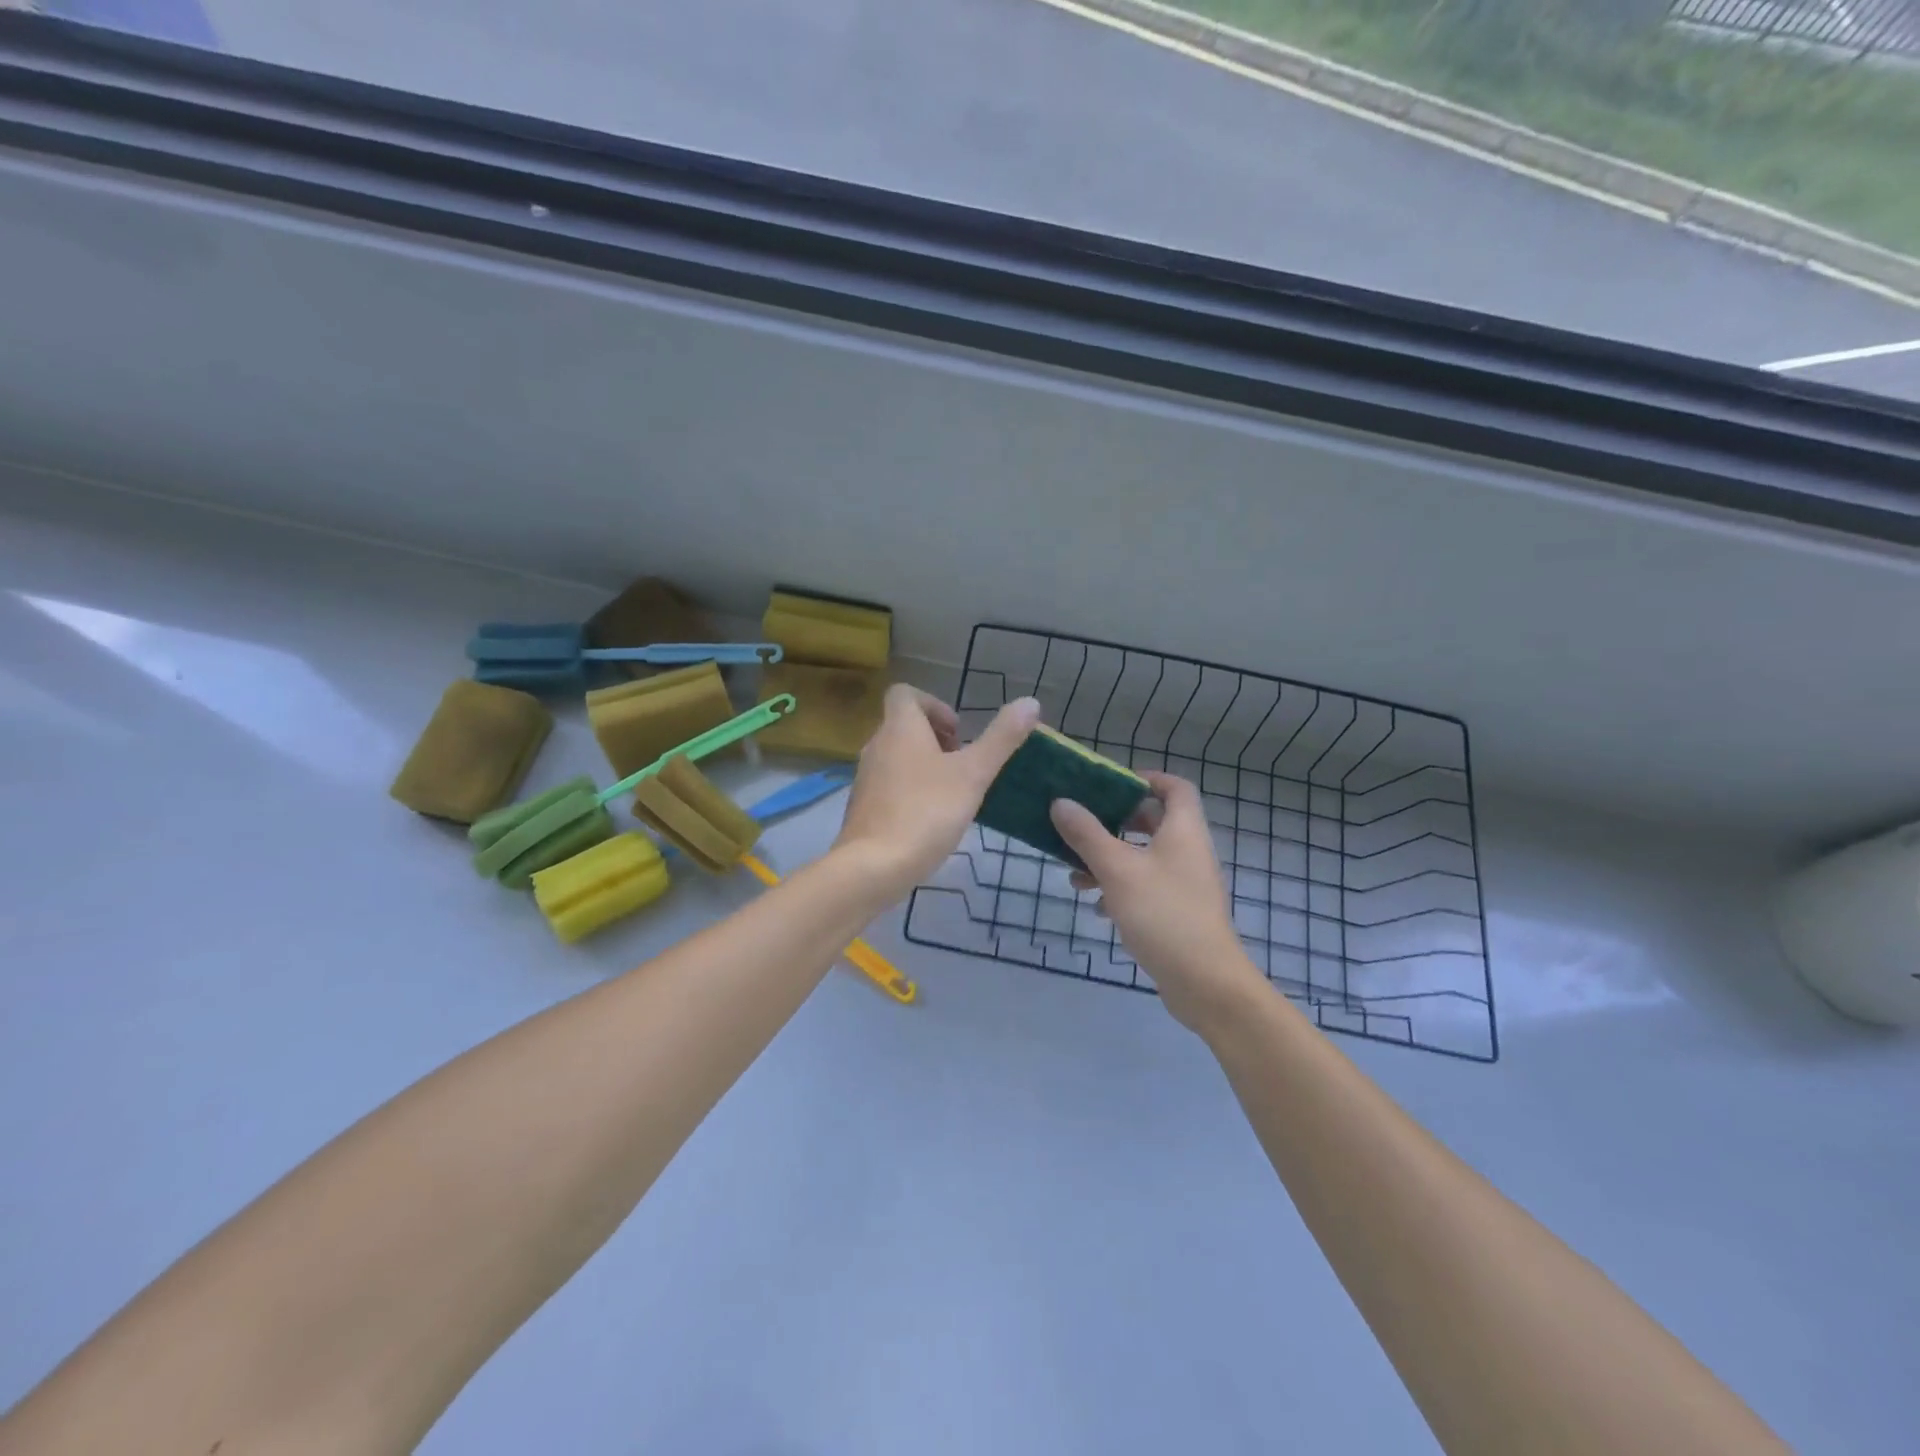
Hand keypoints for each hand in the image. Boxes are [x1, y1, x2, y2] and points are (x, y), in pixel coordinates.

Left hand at [833, 686, 1039, 904]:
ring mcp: (865, 778)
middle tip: (962, 764)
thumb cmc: (926, 812)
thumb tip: (1030, 702)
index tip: (959, 732)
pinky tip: (930, 819)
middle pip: (903, 726)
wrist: (873, 866)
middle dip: (935, 738)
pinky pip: (888, 784)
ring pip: (896, 756)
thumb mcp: (973, 774)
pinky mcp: (862, 807)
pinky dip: (910, 789)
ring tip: (952, 792)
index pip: (905, 693)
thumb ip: (1001, 738)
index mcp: (900, 728)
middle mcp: (876, 745)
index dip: (934, 704)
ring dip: (924, 765)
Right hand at [1050, 771, 1266, 1035]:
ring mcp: (1184, 884)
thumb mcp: (1117, 869)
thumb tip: (1061, 802)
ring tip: (1075, 875)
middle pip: (1152, 822)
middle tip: (1082, 825)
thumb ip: (1087, 834)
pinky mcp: (1177, 913)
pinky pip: (1145, 888)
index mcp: (1183, 830)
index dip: (1146, 779)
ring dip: (1109, 860)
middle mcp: (1188, 851)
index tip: (1110, 784)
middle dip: (1114, 823)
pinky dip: (1119, 890)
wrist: (1205, 982)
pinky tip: (1096, 908)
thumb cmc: (1163, 913)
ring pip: (1143, 858)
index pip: (1175, 787)